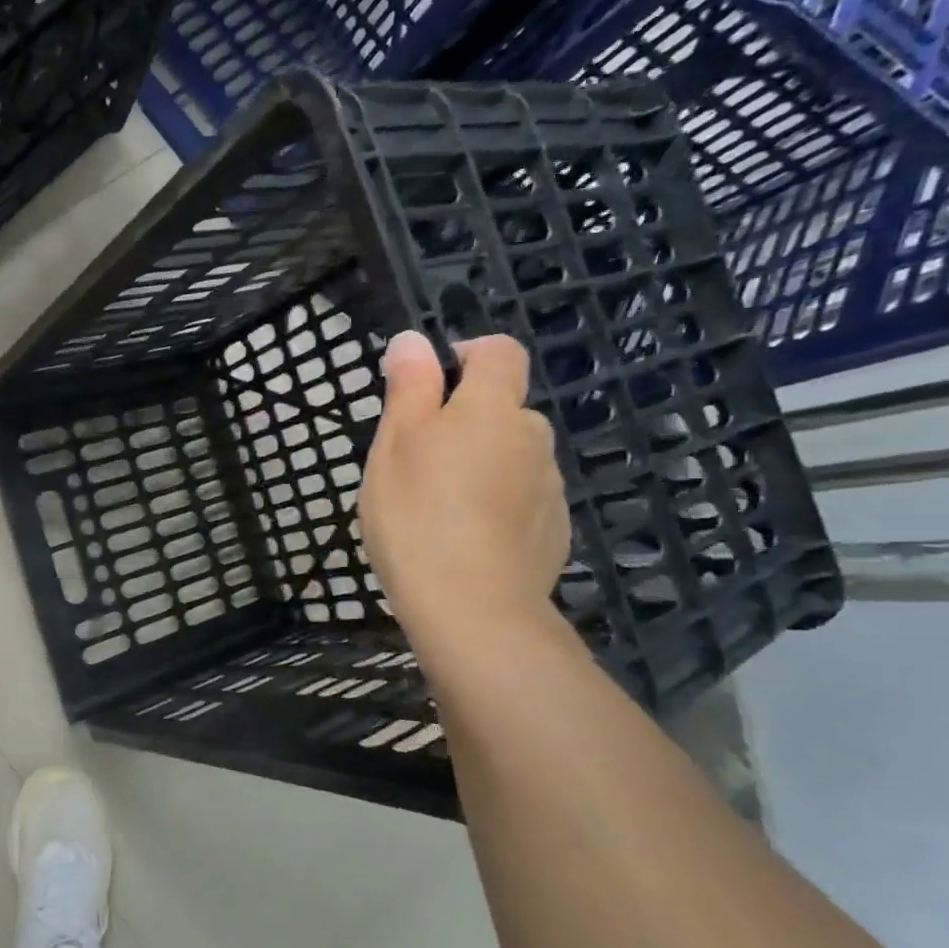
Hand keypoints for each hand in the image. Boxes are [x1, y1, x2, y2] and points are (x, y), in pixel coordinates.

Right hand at [359, 331, 569, 640]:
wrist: (472, 608)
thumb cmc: (417, 515)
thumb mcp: (394, 445)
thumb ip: (410, 388)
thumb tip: (414, 340)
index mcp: (492, 408)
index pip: (499, 351)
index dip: (467, 354)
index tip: (430, 387)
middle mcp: (532, 437)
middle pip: (504, 408)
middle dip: (467, 421)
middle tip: (418, 461)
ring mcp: (549, 486)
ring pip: (512, 456)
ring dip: (482, 464)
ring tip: (439, 507)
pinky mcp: (554, 530)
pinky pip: (522, 498)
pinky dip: (498, 505)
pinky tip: (466, 538)